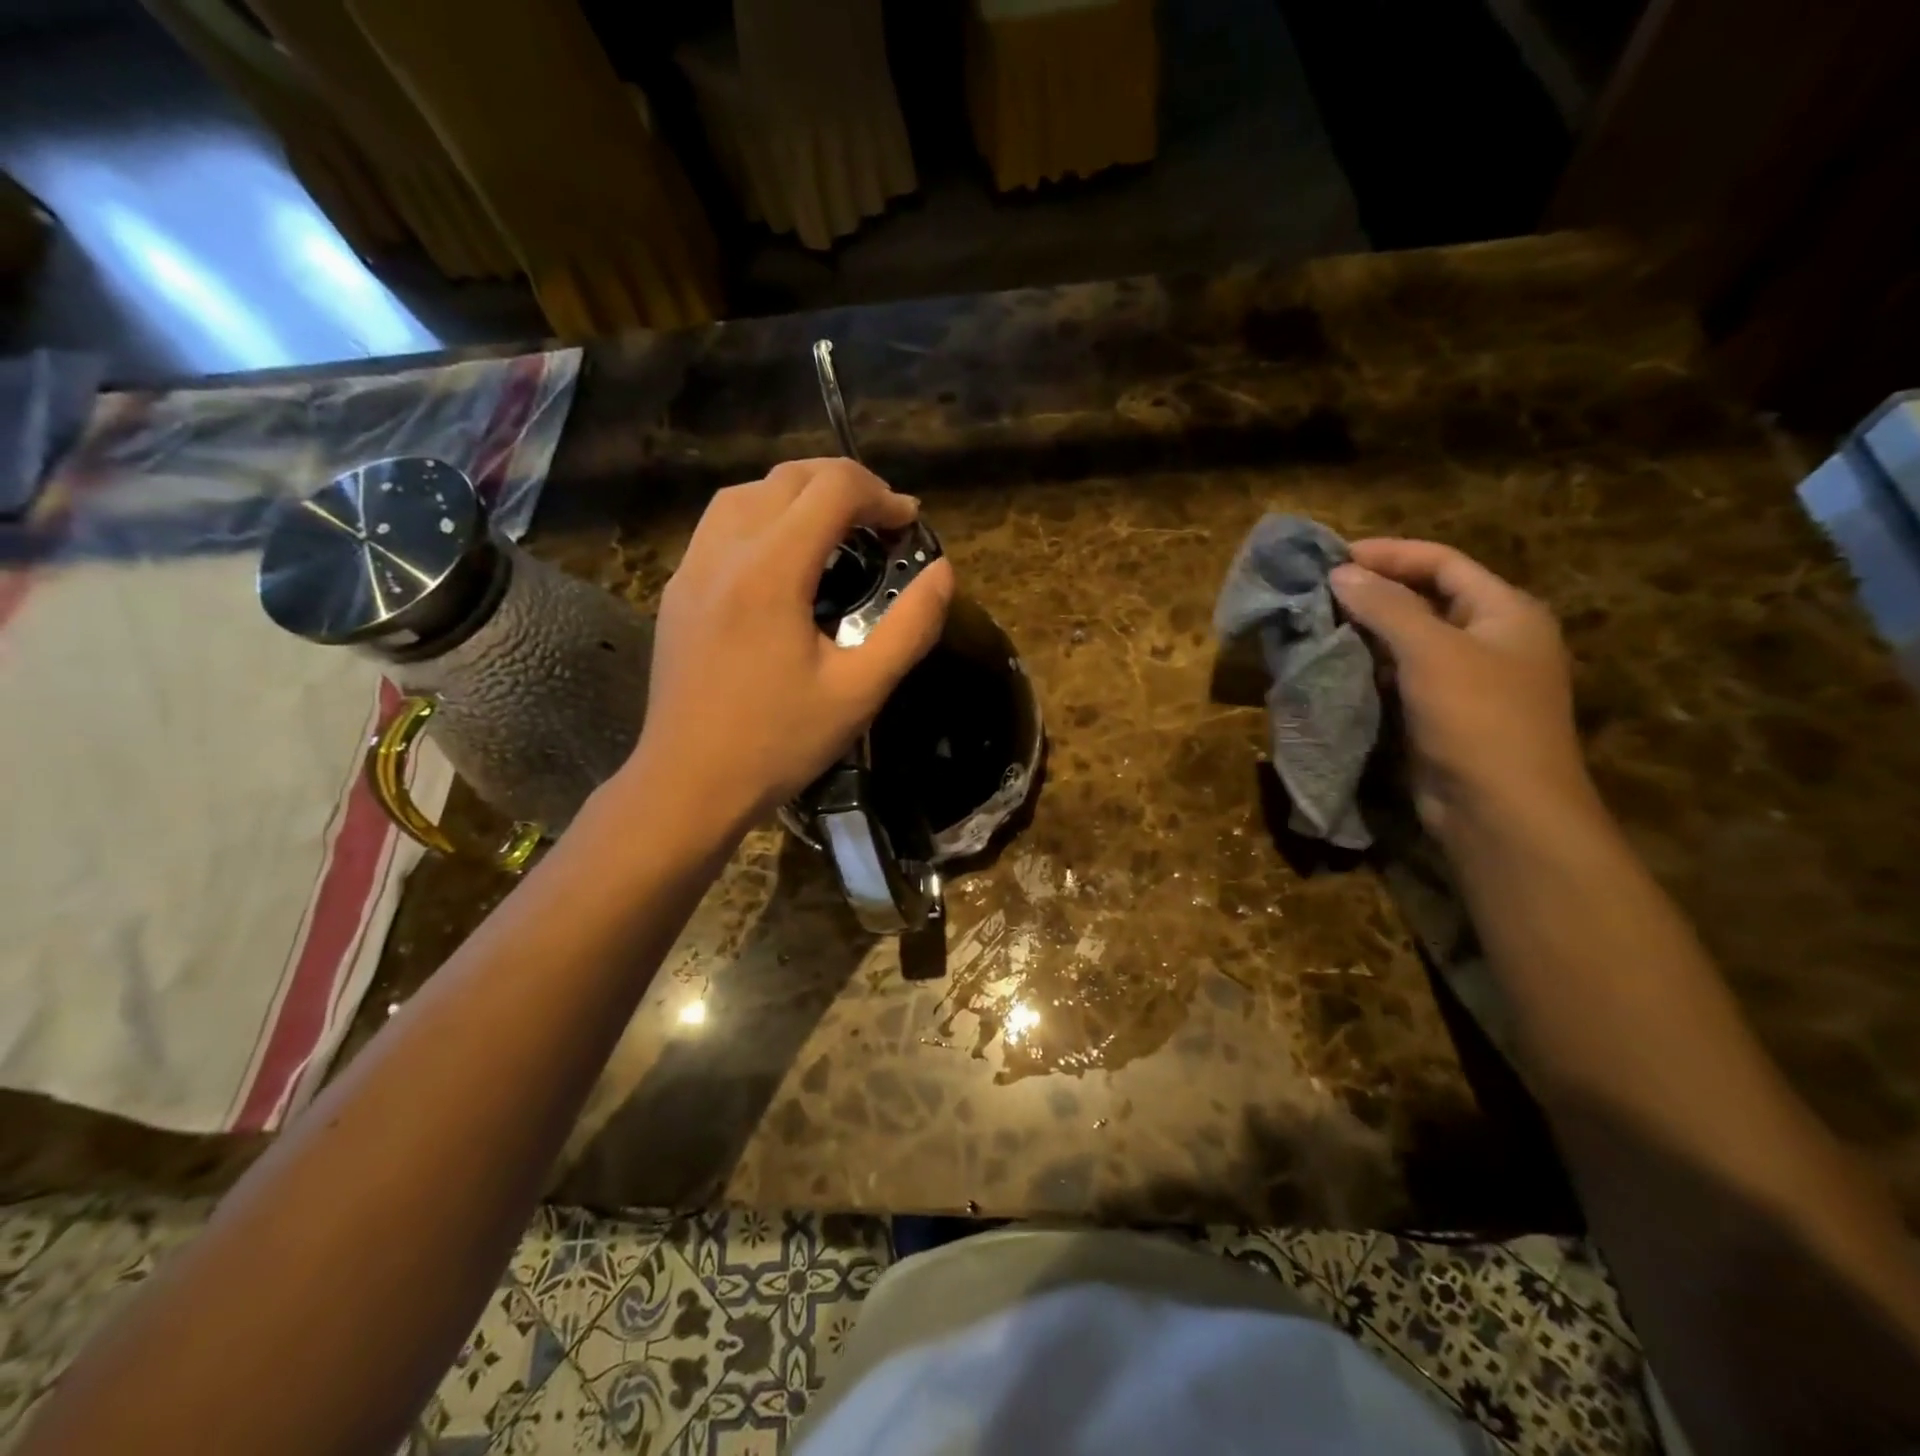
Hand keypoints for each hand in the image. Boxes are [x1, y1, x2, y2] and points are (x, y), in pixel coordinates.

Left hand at [623, 459, 954, 831]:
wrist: (688, 783)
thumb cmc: (778, 742)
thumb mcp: (860, 692)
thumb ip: (910, 628)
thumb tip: (943, 574)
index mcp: (771, 571)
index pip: (831, 489)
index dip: (880, 495)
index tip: (909, 524)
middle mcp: (724, 552)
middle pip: (787, 477)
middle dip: (843, 484)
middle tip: (881, 522)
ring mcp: (692, 569)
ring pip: (745, 493)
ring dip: (797, 493)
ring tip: (833, 528)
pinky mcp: (678, 591)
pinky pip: (720, 525)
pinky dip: (761, 517)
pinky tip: (782, 559)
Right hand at [1330, 539, 1593, 837]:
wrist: (1501, 810)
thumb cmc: (1476, 718)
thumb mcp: (1431, 651)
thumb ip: (1386, 606)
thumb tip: (1340, 573)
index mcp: (1506, 612)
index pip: (1443, 562)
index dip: (1390, 553)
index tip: (1334, 556)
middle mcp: (1492, 640)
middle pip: (1428, 598)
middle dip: (1374, 591)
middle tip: (1320, 590)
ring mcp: (1469, 681)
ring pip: (1411, 640)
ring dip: (1368, 630)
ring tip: (1319, 623)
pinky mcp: (1444, 715)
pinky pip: (1404, 676)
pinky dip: (1371, 666)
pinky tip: (1338, 665)